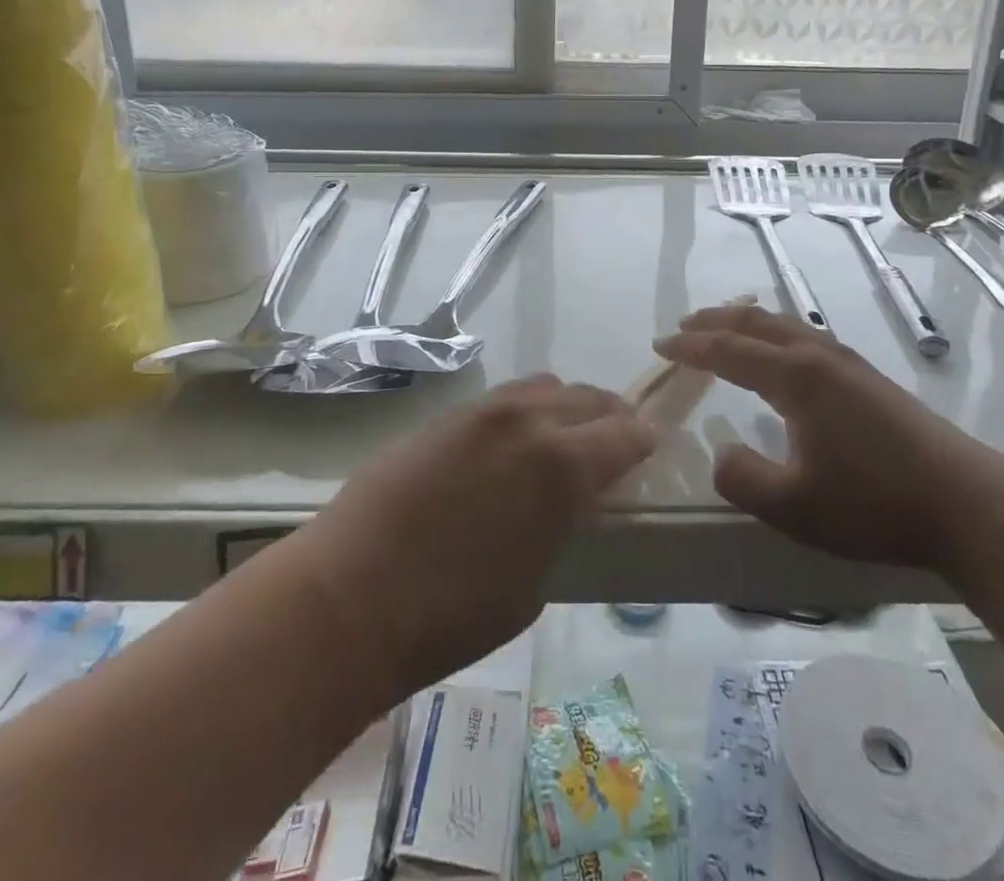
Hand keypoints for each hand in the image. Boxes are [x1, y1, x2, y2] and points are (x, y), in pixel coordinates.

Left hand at [298, 375, 654, 703]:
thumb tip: (567, 504)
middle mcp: (527, 422)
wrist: (350, 594)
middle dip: (610, 416)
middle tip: (618, 437)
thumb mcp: (533, 582)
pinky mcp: (446, 417)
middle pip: (586, 399)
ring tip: (567, 434)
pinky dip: (527, 409)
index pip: (623, 434)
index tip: (653, 443)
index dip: (644, 438)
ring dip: (567, 405)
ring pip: (543, 387)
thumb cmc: (451, 615)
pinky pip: (503, 399)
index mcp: (560, 465)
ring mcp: (482, 413)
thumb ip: (560, 526)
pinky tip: (515, 441)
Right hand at [655, 304, 1003, 569]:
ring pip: (784, 325)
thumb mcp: (796, 508)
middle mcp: (819, 356)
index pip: (729, 350)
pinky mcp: (867, 377)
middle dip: (715, 322)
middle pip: (756, 323)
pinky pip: (805, 336)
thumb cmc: (876, 504)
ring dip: (746, 322)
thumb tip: (719, 453)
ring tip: (723, 329)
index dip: (690, 347)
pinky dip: (774, 333)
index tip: (659, 346)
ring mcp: (848, 363)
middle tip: (683, 327)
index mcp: (796, 377)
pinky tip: (781, 354)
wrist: (968, 504)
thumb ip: (744, 480)